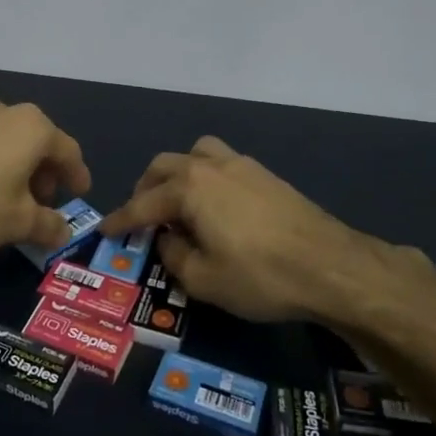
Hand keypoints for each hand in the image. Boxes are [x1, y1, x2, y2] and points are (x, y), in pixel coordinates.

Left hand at [0, 100, 91, 253]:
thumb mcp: (19, 222)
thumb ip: (48, 225)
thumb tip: (64, 232)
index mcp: (35, 127)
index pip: (68, 152)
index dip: (77, 175)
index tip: (80, 192)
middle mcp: (7, 112)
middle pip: (38, 144)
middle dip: (45, 174)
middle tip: (44, 203)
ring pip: (9, 143)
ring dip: (17, 170)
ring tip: (13, 201)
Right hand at [99, 136, 429, 322]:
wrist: (331, 266)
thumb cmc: (260, 276)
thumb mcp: (204, 280)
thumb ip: (174, 256)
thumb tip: (167, 239)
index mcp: (188, 188)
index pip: (142, 204)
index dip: (120, 220)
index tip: (104, 231)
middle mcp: (210, 166)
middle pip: (164, 167)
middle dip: (145, 190)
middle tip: (142, 218)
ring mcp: (241, 165)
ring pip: (195, 154)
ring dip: (177, 174)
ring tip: (178, 202)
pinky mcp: (265, 174)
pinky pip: (222, 163)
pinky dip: (205, 177)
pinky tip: (215, 205)